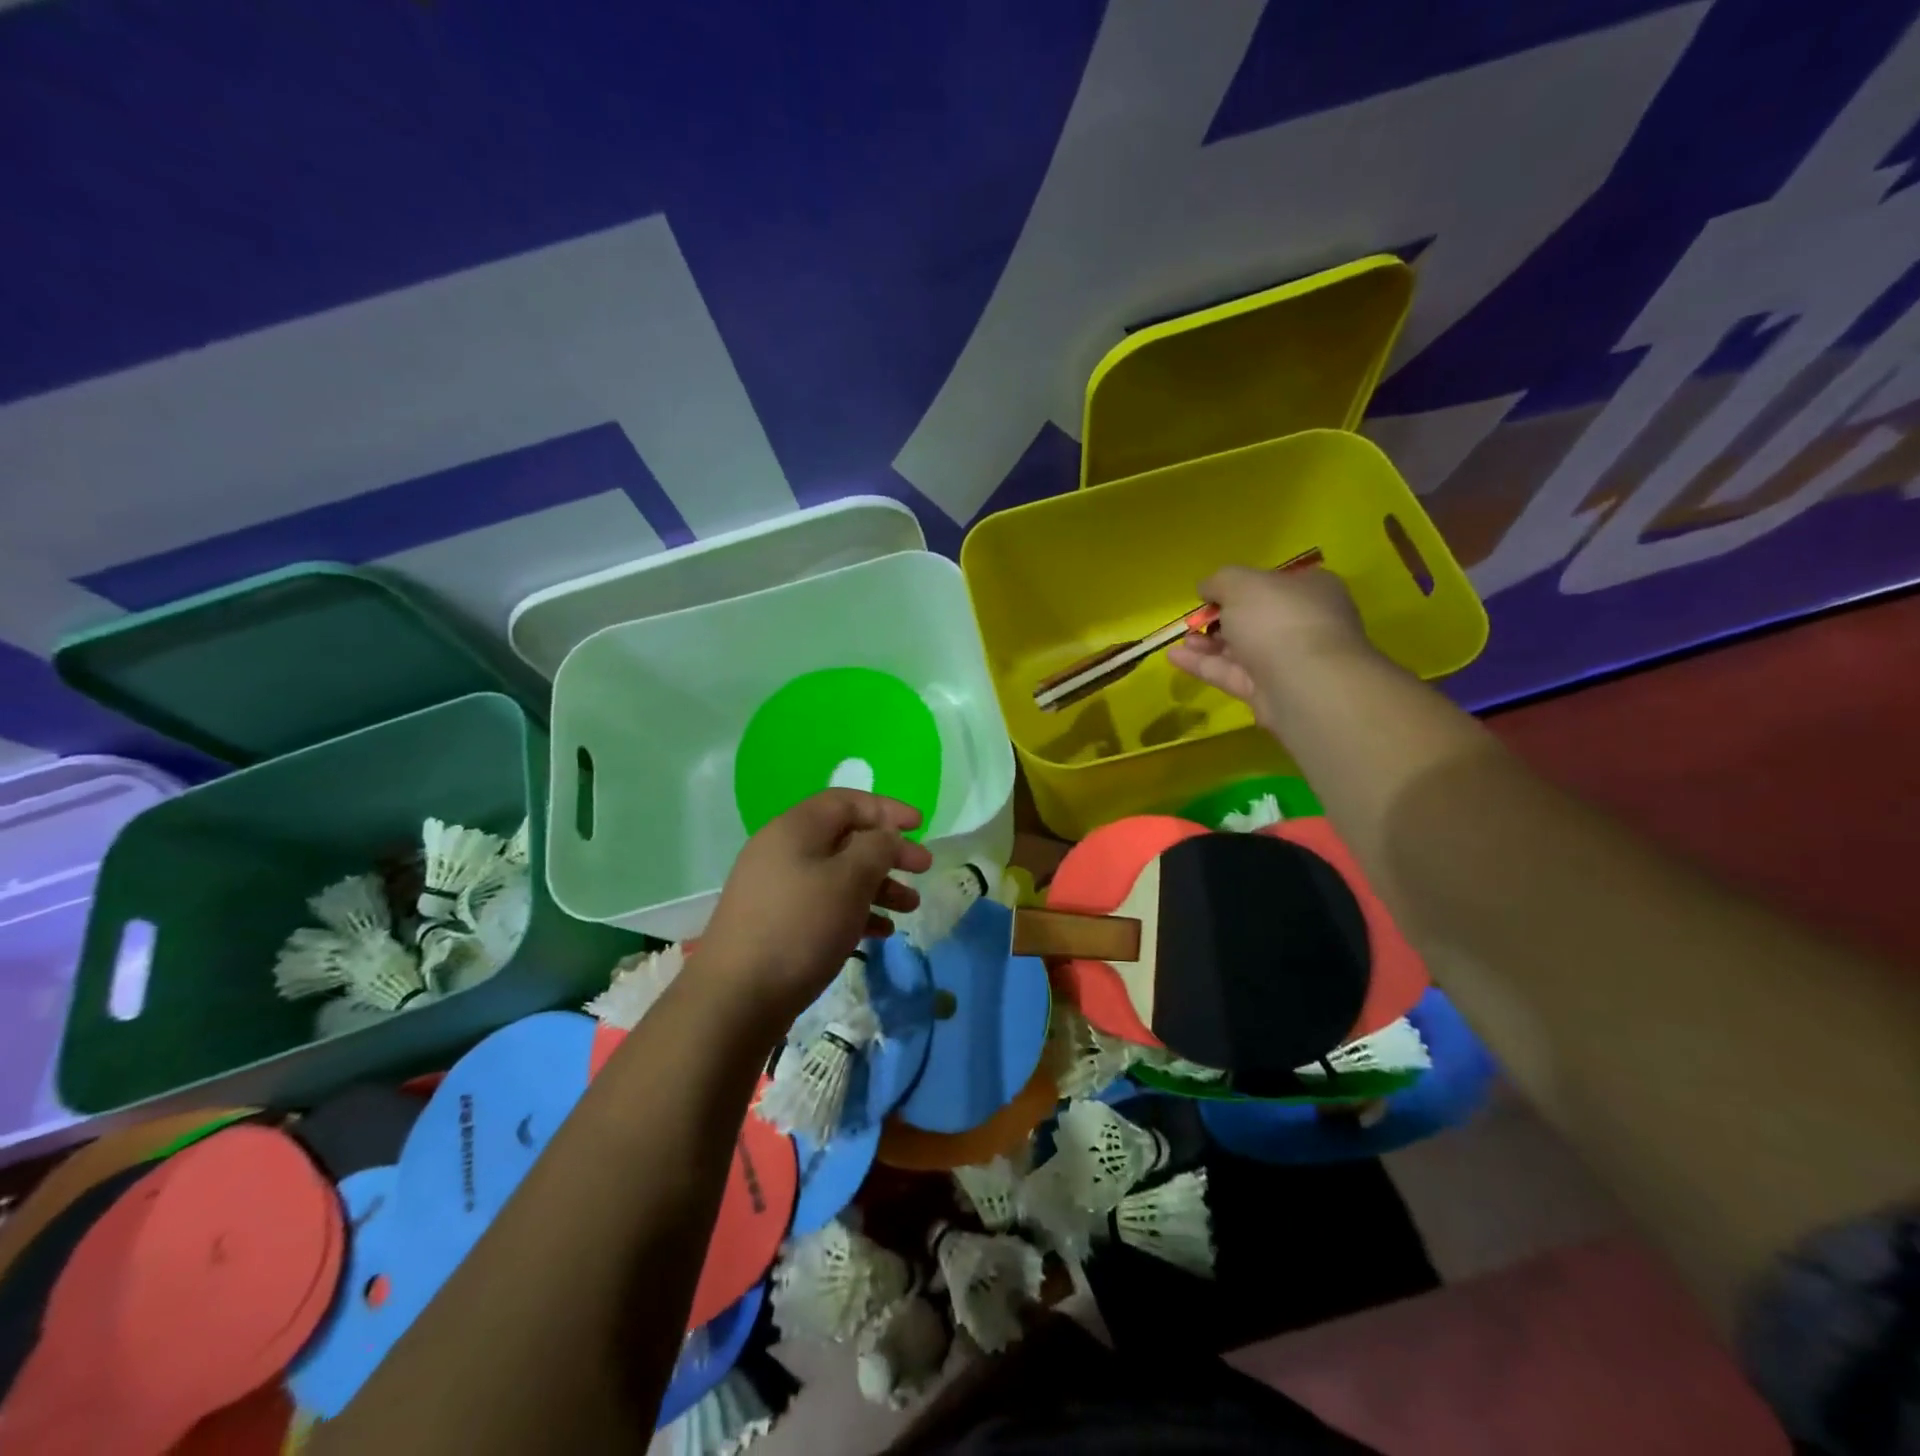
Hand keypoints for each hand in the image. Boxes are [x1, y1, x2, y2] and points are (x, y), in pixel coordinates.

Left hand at [696, 790, 933, 1030]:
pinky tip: (880, 932)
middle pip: (845, 838)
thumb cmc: (800, 927)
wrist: (735, 998)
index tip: (920, 825)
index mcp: (796, 828)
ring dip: (877, 885)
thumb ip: (876, 848)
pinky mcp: (776, 922)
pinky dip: (854, 910)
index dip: (886, 808)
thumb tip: (884, 835)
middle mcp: (782, 850)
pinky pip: (824, 904)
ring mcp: (777, 888)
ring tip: (910, 907)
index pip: (847, 801)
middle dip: (888, 852)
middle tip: (924, 868)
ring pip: (837, 874)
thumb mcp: (849, 880)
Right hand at [1167, 565, 1372, 731]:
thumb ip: (1219, 581)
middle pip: (1255, 619)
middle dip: (1220, 619)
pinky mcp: (1269, 692)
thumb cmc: (1277, 619)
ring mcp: (1288, 661)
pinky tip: (1174, 658)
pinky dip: (1204, 665)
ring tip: (1181, 639)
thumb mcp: (1241, 584)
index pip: (1274, 583)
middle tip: (1194, 620)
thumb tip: (1207, 588)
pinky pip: (1232, 674)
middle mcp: (1304, 624)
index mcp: (1311, 590)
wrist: (1303, 683)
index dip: (1241, 587)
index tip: (1212, 593)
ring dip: (1209, 643)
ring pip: (1242, 649)